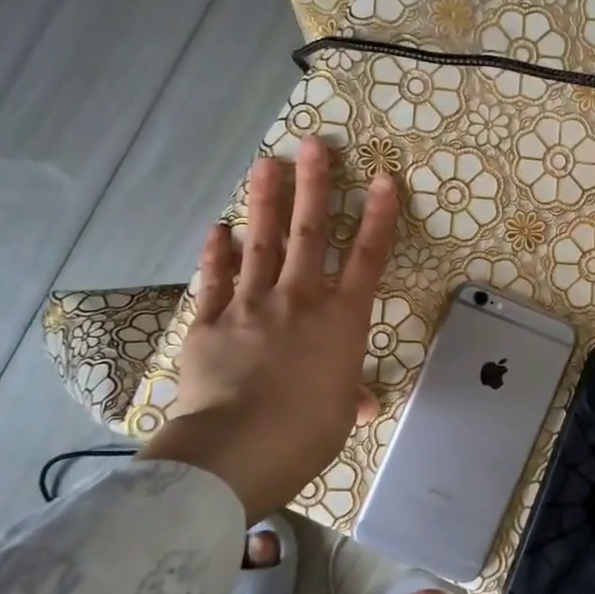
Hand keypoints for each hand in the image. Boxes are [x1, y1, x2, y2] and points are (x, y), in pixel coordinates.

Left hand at [139, 137, 399, 517]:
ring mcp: (252, 304)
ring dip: (265, 202)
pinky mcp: (211, 320)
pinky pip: (216, 279)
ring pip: (262, 243)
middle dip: (315, 186)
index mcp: (342, 320)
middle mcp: (300, 299)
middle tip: (313, 144)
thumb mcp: (338, 416)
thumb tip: (360, 402)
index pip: (368, 258)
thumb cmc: (306, 433)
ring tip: (265, 163)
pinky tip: (217, 228)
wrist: (237, 448)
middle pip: (311, 233)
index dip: (380, 217)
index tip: (383, 179)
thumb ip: (347, 395)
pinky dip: (217, 253)